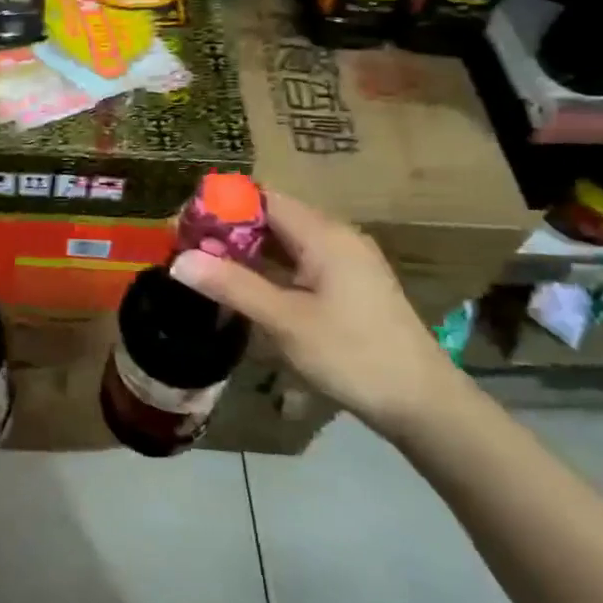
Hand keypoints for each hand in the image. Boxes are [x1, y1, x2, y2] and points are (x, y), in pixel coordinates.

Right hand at [170, 189, 463, 438]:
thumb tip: (179, 260)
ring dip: (246, 249)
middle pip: (272, 216)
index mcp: (323, 234)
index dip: (220, 206)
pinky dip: (268, 267)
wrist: (422, 403)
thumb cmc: (353, 355)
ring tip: (206, 267)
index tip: (184, 226)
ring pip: (284, 240)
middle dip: (228, 228)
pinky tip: (245, 287)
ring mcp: (345, 260)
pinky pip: (299, 261)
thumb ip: (232, 286)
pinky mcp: (348, 284)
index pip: (262, 198)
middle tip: (187, 250)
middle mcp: (335, 236)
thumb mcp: (285, 321)